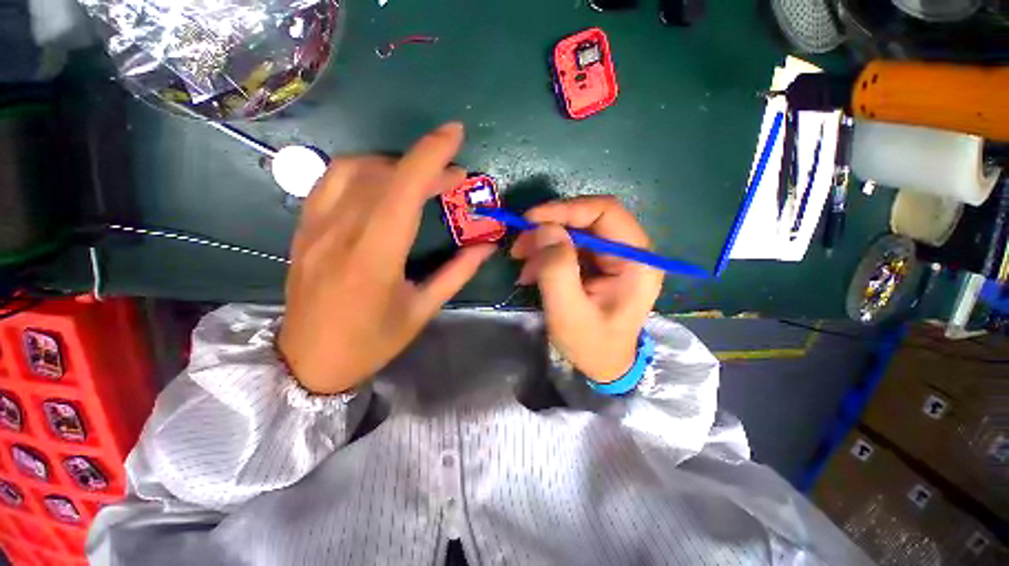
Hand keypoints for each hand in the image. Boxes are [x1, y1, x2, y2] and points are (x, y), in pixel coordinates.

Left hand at [279, 123, 494, 393]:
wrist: (309, 362)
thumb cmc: (372, 342)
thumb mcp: (422, 310)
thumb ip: (458, 273)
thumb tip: (487, 246)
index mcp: (375, 259)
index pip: (403, 190)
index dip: (430, 156)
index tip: (455, 134)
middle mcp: (339, 234)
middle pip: (383, 175)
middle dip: (425, 165)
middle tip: (453, 178)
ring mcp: (314, 228)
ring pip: (352, 169)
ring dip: (393, 164)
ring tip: (418, 180)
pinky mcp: (303, 229)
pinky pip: (330, 181)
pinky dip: (363, 171)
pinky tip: (381, 186)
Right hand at [510, 196, 662, 382]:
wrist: (604, 366)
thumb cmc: (592, 346)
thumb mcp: (569, 314)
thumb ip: (557, 271)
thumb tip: (544, 229)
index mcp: (637, 261)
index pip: (605, 212)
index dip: (566, 209)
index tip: (530, 220)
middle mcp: (630, 251)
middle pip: (587, 218)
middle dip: (549, 227)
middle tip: (519, 246)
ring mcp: (614, 256)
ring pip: (574, 231)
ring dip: (544, 242)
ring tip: (521, 262)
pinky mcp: (599, 264)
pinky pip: (569, 246)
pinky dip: (546, 254)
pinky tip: (531, 271)